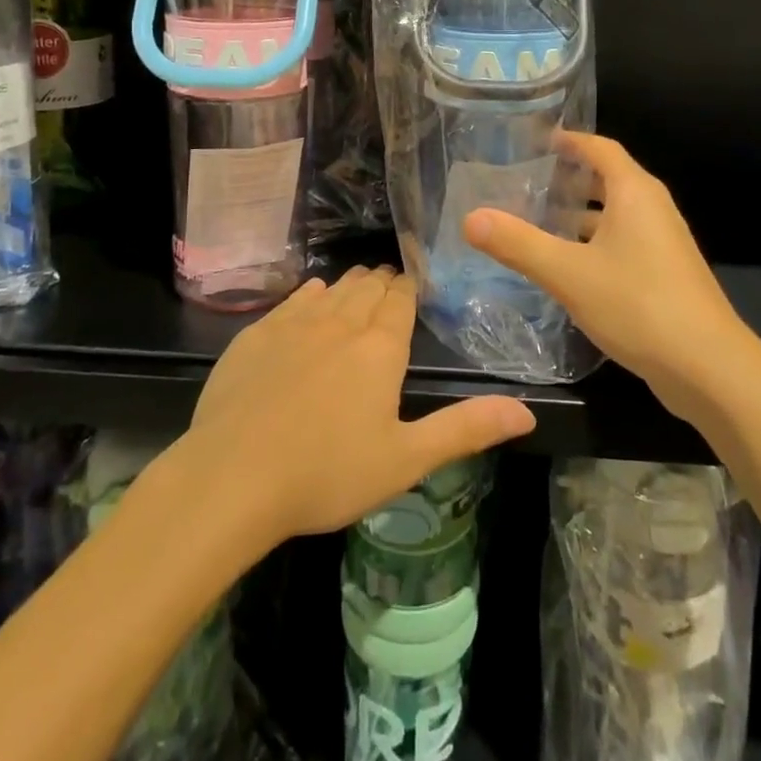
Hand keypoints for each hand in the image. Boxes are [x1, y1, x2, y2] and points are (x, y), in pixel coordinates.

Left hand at [173, 268, 535, 549]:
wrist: (233, 476)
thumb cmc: (327, 472)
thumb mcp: (405, 459)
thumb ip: (466, 429)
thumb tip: (527, 411)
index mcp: (380, 348)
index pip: (401, 300)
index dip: (409, 289)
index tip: (413, 284)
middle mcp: (341, 322)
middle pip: (367, 288)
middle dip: (382, 284)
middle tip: (389, 285)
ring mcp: (294, 324)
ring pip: (332, 289)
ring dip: (350, 285)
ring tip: (359, 285)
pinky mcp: (257, 334)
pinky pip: (293, 299)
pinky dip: (310, 294)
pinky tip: (312, 295)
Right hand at [463, 133, 743, 418]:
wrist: (709, 368)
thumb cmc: (638, 305)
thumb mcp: (568, 273)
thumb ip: (518, 244)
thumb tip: (471, 218)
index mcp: (635, 193)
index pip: (600, 148)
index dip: (570, 141)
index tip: (537, 141)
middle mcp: (653, 209)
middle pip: (608, 179)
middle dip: (569, 178)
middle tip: (526, 183)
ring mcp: (663, 243)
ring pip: (615, 214)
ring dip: (579, 214)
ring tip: (538, 222)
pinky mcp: (665, 274)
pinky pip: (623, 242)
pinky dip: (593, 242)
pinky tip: (567, 266)